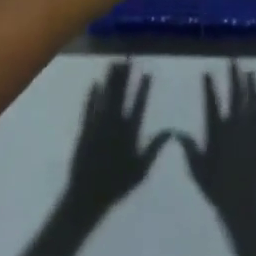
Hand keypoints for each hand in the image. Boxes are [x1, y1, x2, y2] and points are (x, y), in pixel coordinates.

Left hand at [61, 62, 168, 216]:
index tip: (147, 72)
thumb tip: (171, 131)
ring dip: (109, 80)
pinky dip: (92, 96)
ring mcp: (97, 126)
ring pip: (105, 97)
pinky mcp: (84, 131)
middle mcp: (113, 124)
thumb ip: (155, 148)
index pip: (139, 104)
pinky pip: (88, 109)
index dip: (143, 88)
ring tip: (113, 63)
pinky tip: (94, 84)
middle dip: (124, 76)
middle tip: (128, 59)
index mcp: (129, 133)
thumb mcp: (141, 169)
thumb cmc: (117, 185)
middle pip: (120, 95)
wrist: (87, 196)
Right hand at [177, 62, 255, 221]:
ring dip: (251, 86)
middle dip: (234, 78)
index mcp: (218, 132)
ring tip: (250, 71)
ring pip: (252, 103)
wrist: (242, 202)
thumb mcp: (197, 168)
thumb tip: (176, 132)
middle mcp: (235, 127)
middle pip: (236, 97)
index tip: (208, 72)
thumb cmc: (215, 187)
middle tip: (234, 62)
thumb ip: (189, 148)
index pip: (212, 103)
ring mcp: (251, 133)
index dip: (209, 87)